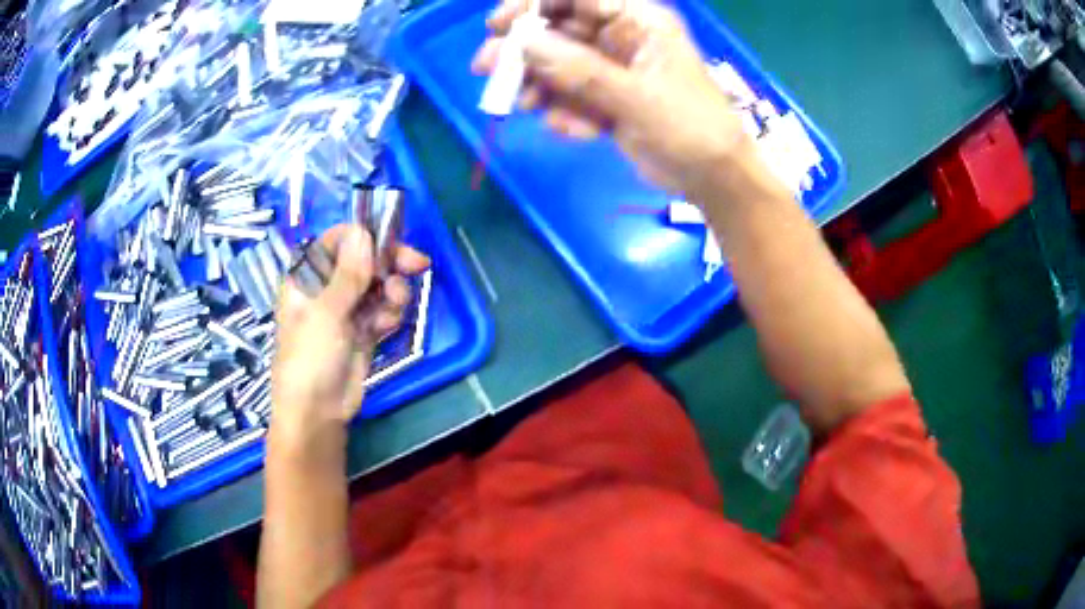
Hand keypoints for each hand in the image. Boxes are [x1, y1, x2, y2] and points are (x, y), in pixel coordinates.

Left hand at [270, 224, 429, 455]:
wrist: (317, 412)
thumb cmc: (310, 358)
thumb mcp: (326, 313)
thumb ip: (348, 273)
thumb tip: (363, 233)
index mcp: (307, 277)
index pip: (337, 241)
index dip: (365, 238)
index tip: (390, 244)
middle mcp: (326, 288)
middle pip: (364, 261)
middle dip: (389, 264)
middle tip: (417, 265)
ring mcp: (346, 310)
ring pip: (379, 285)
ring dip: (393, 292)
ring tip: (394, 308)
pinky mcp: (363, 330)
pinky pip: (383, 310)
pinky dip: (390, 314)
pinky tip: (386, 327)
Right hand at [472, 0, 751, 194]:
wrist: (713, 180)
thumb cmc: (691, 129)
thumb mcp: (636, 98)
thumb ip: (579, 70)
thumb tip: (523, 43)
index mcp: (638, 21)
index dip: (534, 4)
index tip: (500, 26)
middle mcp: (621, 37)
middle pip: (558, 28)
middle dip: (523, 48)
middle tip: (487, 68)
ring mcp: (612, 68)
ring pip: (558, 63)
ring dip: (536, 82)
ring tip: (524, 104)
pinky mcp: (606, 98)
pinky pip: (570, 94)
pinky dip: (563, 111)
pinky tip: (572, 130)